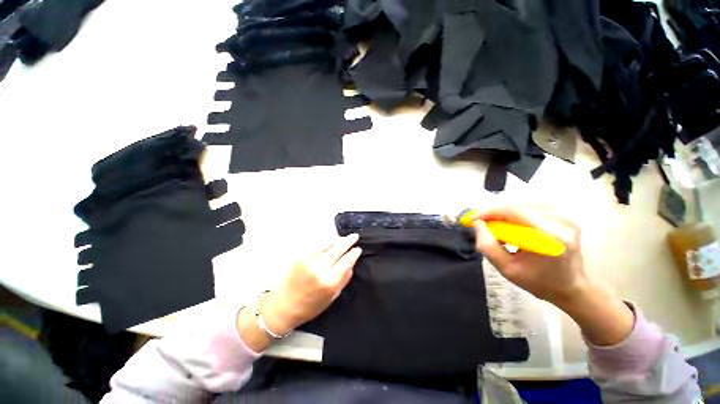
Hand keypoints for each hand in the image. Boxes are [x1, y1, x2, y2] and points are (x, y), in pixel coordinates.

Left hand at [260, 234, 361, 335]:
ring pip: (327, 243)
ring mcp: (309, 259)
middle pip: (338, 248)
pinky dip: (325, 242)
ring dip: (337, 239)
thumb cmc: (309, 306)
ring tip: (342, 238)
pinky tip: (329, 242)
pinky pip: (316, 245)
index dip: (354, 253)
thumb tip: (351, 264)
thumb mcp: (332, 297)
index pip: (347, 261)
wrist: (282, 306)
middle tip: (354, 236)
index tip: (358, 249)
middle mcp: (320, 267)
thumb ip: (344, 280)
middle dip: (348, 240)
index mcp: (330, 281)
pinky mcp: (300, 256)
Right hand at [473, 205, 633, 345]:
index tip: (474, 218)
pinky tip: (512, 224)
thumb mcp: (507, 269)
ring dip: (505, 212)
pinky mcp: (565, 216)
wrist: (571, 288)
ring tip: (496, 225)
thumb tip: (478, 223)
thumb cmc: (538, 282)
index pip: (515, 212)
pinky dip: (516, 213)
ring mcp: (566, 217)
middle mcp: (561, 222)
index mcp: (551, 238)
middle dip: (496, 212)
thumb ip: (487, 246)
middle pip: (519, 205)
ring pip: (525, 204)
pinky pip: (533, 207)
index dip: (491, 211)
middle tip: (483, 223)